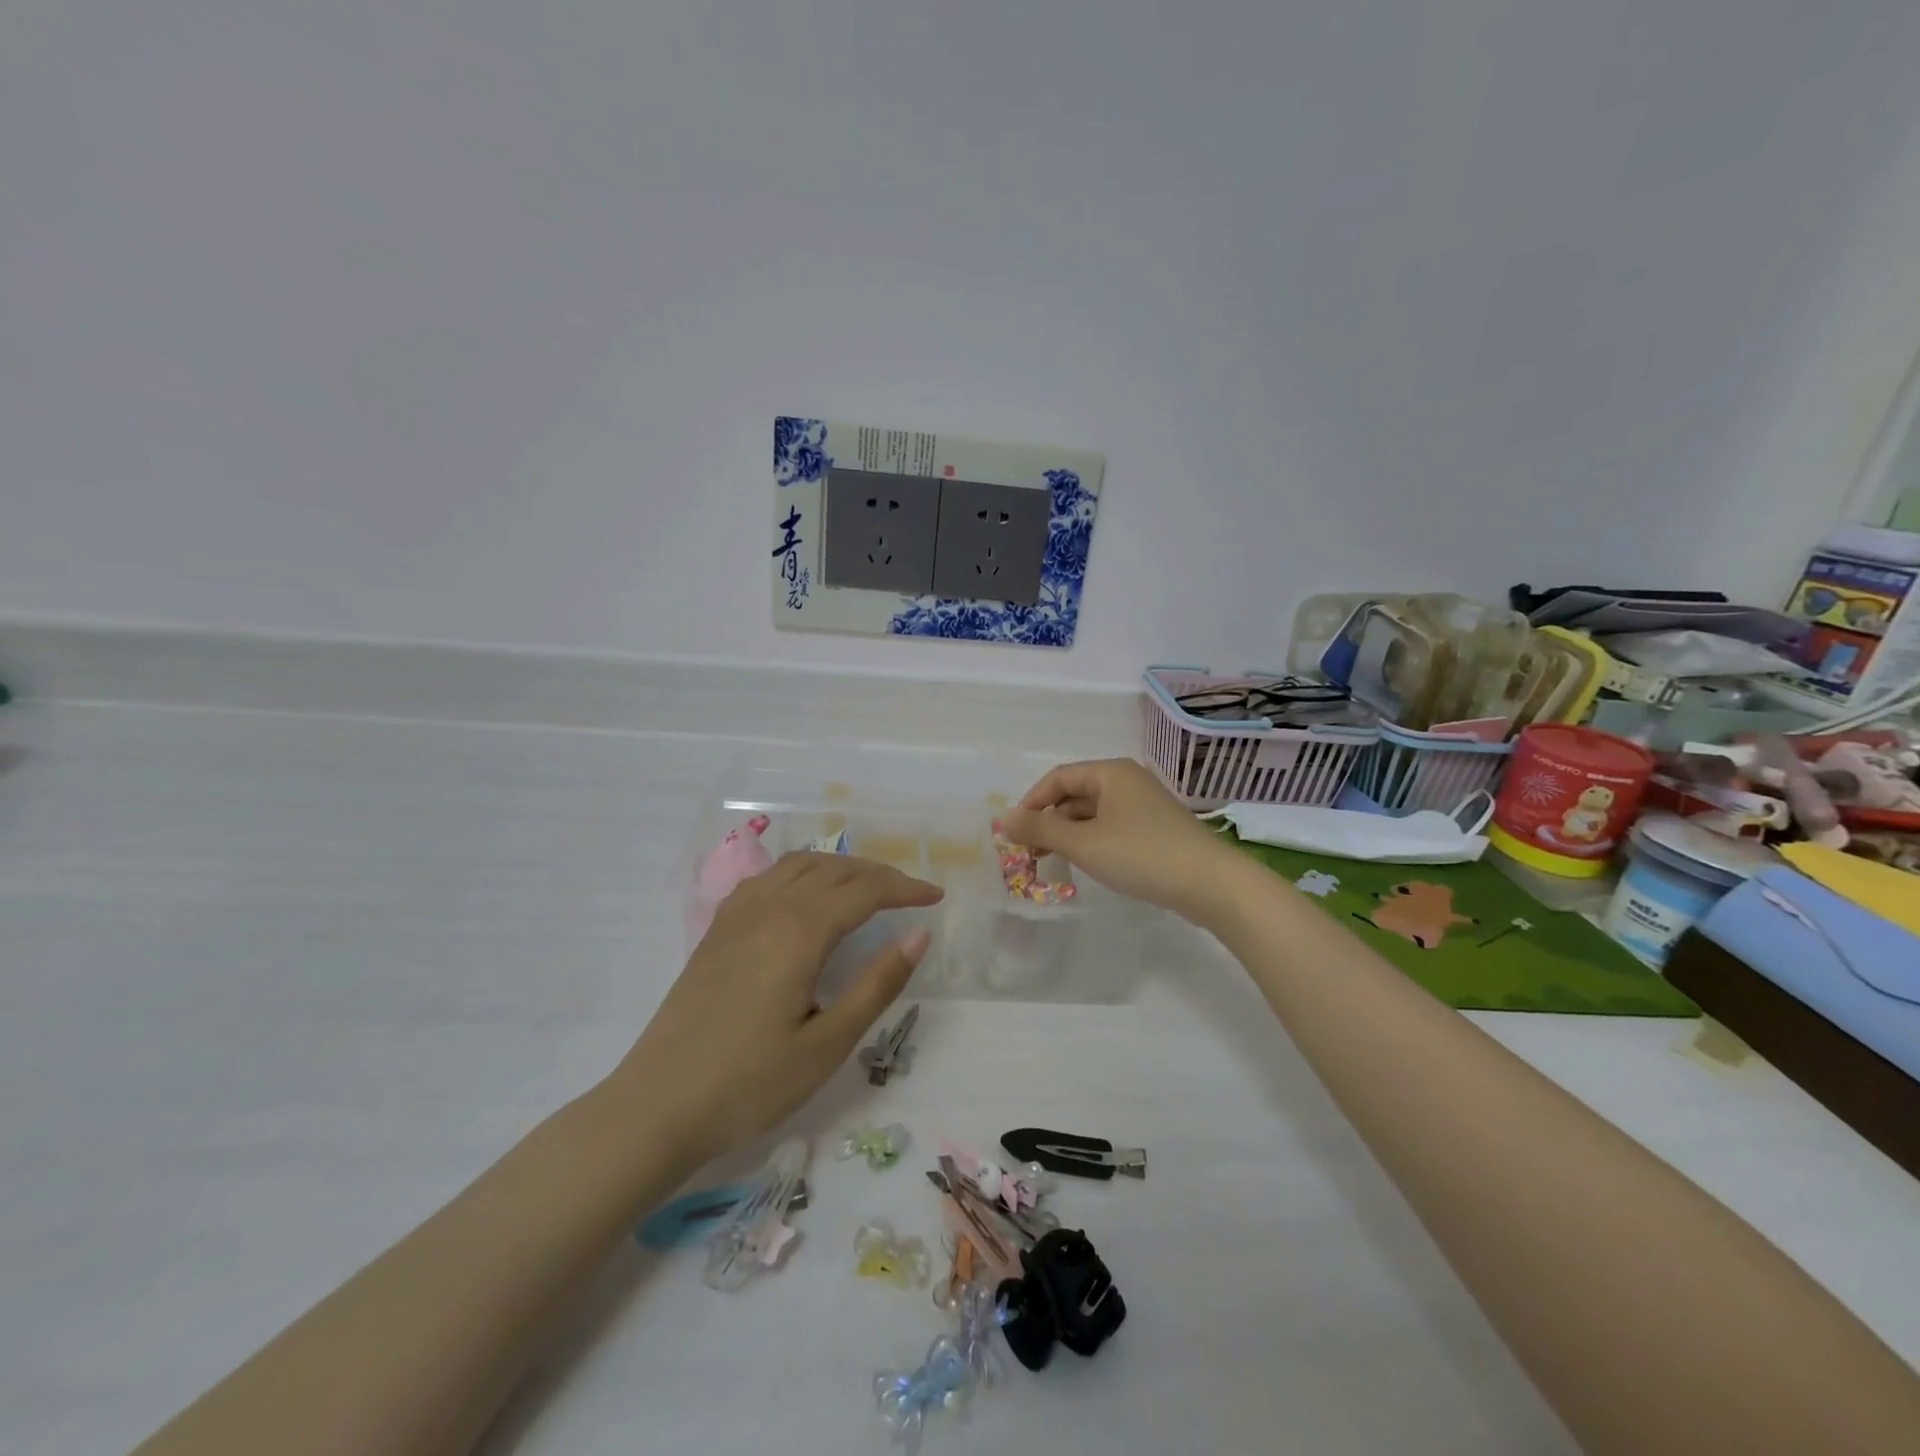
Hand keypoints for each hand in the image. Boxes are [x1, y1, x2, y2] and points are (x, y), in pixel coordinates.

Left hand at [611, 853, 941, 1167]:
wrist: (656, 1108)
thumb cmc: (749, 1085)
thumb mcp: (827, 1044)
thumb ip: (877, 984)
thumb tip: (919, 935)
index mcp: (798, 931)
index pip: (864, 891)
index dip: (904, 889)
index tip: (936, 897)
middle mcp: (768, 908)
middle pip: (833, 869)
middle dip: (878, 874)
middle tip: (910, 894)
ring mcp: (736, 915)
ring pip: (798, 866)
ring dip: (840, 867)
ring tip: (866, 888)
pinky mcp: (717, 931)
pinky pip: (768, 879)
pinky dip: (802, 873)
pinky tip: (806, 897)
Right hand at [998, 758, 1236, 921]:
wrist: (1210, 884)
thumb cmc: (1141, 854)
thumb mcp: (1083, 843)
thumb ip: (1040, 830)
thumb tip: (1002, 819)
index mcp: (1111, 773)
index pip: (1058, 778)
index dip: (1031, 802)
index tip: (1015, 832)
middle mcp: (1128, 781)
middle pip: (1075, 794)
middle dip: (1049, 821)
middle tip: (1029, 852)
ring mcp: (1144, 805)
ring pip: (1093, 813)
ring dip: (1068, 833)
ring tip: (1052, 861)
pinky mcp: (1156, 829)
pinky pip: (1112, 827)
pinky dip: (1092, 841)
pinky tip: (1087, 863)